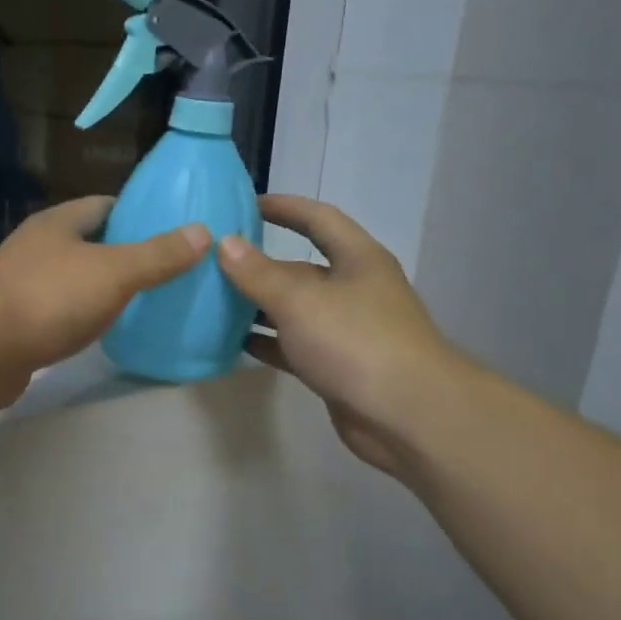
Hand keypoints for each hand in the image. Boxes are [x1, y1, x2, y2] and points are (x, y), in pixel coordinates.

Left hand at [0, 196, 209, 409]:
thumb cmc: (49, 298)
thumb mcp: (114, 272)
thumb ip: (157, 254)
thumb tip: (202, 232)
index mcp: (58, 224)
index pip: (104, 206)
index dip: (138, 214)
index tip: (172, 230)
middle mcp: (37, 248)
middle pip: (89, 243)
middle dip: (124, 253)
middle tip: (167, 270)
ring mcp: (23, 286)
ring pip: (74, 279)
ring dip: (103, 288)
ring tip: (145, 301)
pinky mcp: (17, 323)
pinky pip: (60, 313)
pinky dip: (83, 318)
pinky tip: (105, 332)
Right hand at [218, 194, 458, 478]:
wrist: (406, 414)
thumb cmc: (356, 341)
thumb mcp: (299, 300)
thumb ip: (258, 273)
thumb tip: (224, 243)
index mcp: (357, 259)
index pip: (318, 219)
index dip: (284, 207)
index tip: (245, 205)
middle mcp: (354, 289)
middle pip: (301, 268)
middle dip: (260, 265)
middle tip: (214, 263)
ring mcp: (347, 330)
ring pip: (295, 310)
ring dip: (259, 306)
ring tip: (214, 302)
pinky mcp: (337, 367)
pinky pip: (295, 346)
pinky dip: (268, 342)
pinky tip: (234, 343)